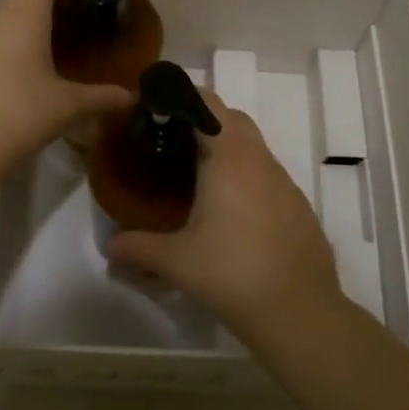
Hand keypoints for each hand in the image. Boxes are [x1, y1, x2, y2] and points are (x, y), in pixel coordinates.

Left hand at [0, 0, 134, 163]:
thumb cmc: (23, 114)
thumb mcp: (69, 105)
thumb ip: (102, 96)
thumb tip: (130, 97)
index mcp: (25, 14)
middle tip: (82, 13)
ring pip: (6, 11)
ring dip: (30, 16)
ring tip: (57, 37)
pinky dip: (12, 37)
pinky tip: (26, 65)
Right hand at [106, 91, 341, 340]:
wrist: (299, 311)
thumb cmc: (231, 274)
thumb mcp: (176, 261)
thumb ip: (138, 248)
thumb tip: (109, 247)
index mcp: (228, 157)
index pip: (206, 104)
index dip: (181, 98)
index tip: (157, 109)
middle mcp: (258, 158)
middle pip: (232, 117)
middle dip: (204, 120)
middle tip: (174, 142)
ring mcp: (283, 180)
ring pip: (253, 145)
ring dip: (228, 147)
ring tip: (200, 175)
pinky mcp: (297, 203)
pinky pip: (268, 172)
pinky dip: (248, 174)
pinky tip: (234, 209)